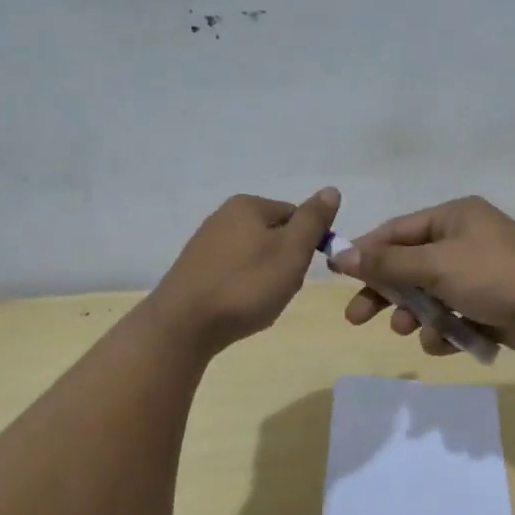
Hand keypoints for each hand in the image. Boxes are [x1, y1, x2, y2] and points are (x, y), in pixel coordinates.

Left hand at [151, 189, 339, 354]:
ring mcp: (206, 242)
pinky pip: (234, 272)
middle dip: (285, 263)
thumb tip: (331, 189)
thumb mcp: (291, 251)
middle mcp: (224, 215)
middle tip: (280, 289)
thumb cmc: (246, 285)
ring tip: (259, 302)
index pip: (296, 215)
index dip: (307, 244)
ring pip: (255, 256)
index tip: (300, 271)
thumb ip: (313, 220)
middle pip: (275, 236)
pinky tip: (239, 306)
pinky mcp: (195, 269)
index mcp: (248, 205)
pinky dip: (243, 287)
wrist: (184, 325)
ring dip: (265, 278)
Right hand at [331, 196, 514, 357]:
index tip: (338, 274)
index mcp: (454, 218)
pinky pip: (454, 316)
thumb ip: (388, 263)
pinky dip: (444, 330)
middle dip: (385, 292)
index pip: (397, 232)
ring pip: (430, 295)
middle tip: (356, 317)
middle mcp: (465, 241)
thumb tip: (342, 255)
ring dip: (416, 314)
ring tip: (410, 330)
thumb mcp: (436, 265)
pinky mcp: (491, 306)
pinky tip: (444, 342)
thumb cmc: (495, 275)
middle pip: (410, 266)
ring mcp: (479, 275)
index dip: (366, 252)